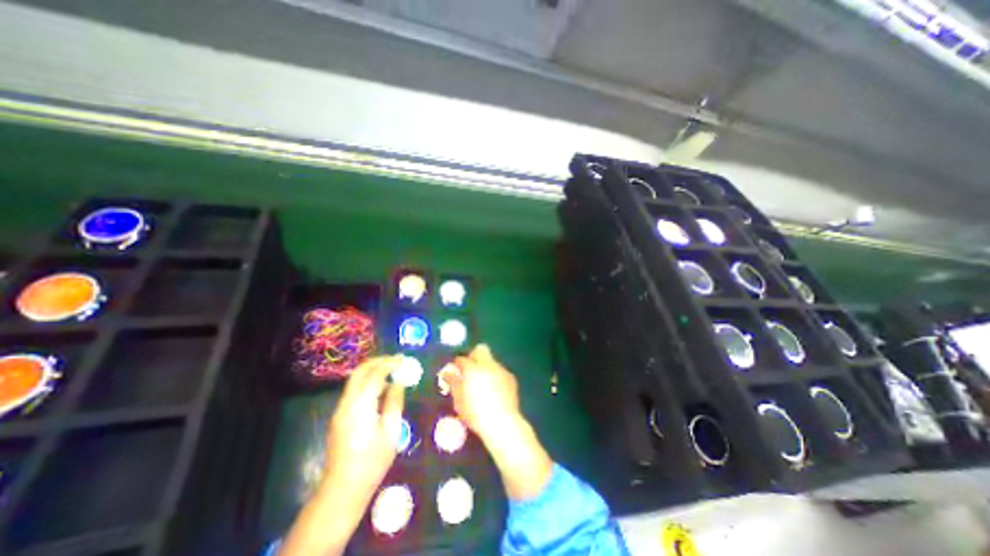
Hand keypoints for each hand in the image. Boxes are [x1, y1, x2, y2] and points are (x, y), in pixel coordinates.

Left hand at [324, 357, 403, 504]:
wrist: (342, 489)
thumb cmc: (372, 462)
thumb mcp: (391, 432)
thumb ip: (394, 403)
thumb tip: (399, 383)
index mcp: (360, 406)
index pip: (375, 375)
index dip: (390, 364)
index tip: (404, 360)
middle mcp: (347, 403)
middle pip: (359, 372)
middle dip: (378, 362)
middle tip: (396, 360)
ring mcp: (340, 409)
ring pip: (355, 380)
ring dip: (372, 370)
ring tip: (391, 369)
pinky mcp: (340, 416)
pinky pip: (354, 390)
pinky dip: (367, 381)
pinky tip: (381, 387)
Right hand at [438, 346, 518, 439]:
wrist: (502, 422)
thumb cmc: (475, 413)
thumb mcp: (459, 400)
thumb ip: (453, 382)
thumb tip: (448, 372)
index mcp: (473, 369)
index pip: (462, 358)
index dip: (457, 363)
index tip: (455, 370)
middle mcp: (488, 365)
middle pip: (481, 349)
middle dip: (474, 356)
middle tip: (469, 370)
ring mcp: (501, 370)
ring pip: (491, 361)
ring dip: (485, 367)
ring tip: (482, 383)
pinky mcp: (511, 378)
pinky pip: (500, 371)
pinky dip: (495, 376)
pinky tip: (494, 390)